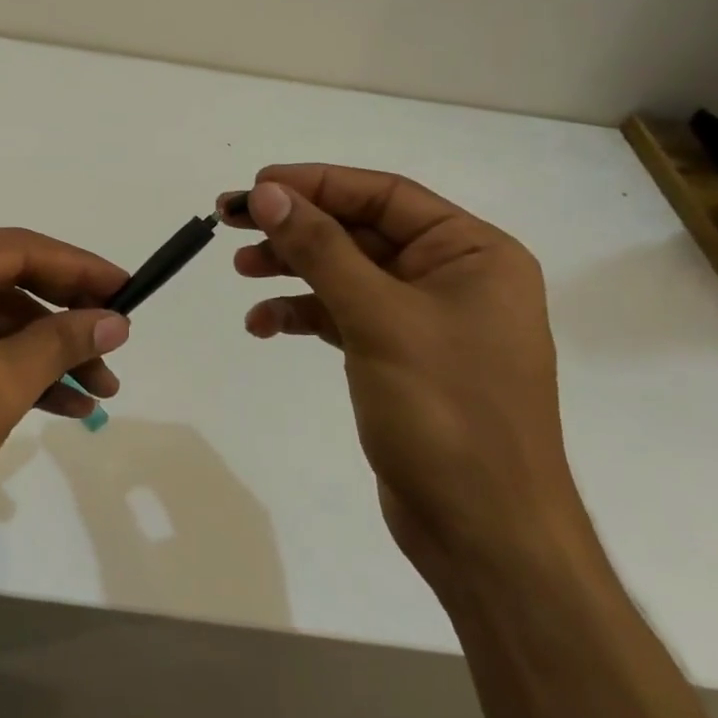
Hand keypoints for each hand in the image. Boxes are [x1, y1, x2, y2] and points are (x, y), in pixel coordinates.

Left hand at [0, 228, 129, 691]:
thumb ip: (58, 345)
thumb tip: (116, 319)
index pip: (17, 250)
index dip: (80, 269)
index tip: (129, 290)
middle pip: (9, 285)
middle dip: (67, 320)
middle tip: (119, 345)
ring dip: (48, 355)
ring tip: (103, 389)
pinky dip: (17, 374)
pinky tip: (64, 404)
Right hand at [219, 164, 589, 591]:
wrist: (484, 534)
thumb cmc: (445, 412)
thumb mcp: (378, 318)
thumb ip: (321, 249)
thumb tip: (269, 194)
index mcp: (472, 253)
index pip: (384, 196)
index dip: (317, 184)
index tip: (257, 186)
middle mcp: (452, 277)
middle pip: (360, 231)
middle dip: (297, 227)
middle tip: (232, 220)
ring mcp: (425, 320)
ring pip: (346, 273)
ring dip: (293, 268)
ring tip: (241, 270)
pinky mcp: (399, 357)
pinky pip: (343, 316)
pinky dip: (303, 314)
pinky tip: (262, 325)